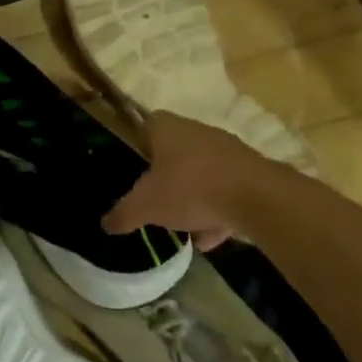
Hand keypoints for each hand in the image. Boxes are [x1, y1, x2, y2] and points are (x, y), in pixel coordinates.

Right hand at [102, 111, 272, 248]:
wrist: (256, 198)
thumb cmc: (189, 189)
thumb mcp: (145, 206)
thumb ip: (123, 214)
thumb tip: (106, 224)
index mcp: (168, 129)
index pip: (146, 123)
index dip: (137, 142)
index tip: (132, 166)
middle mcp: (198, 131)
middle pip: (175, 152)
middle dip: (166, 178)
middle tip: (156, 201)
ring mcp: (227, 150)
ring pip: (202, 174)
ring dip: (194, 200)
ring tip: (186, 229)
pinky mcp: (251, 171)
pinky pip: (226, 190)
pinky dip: (218, 212)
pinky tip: (212, 238)